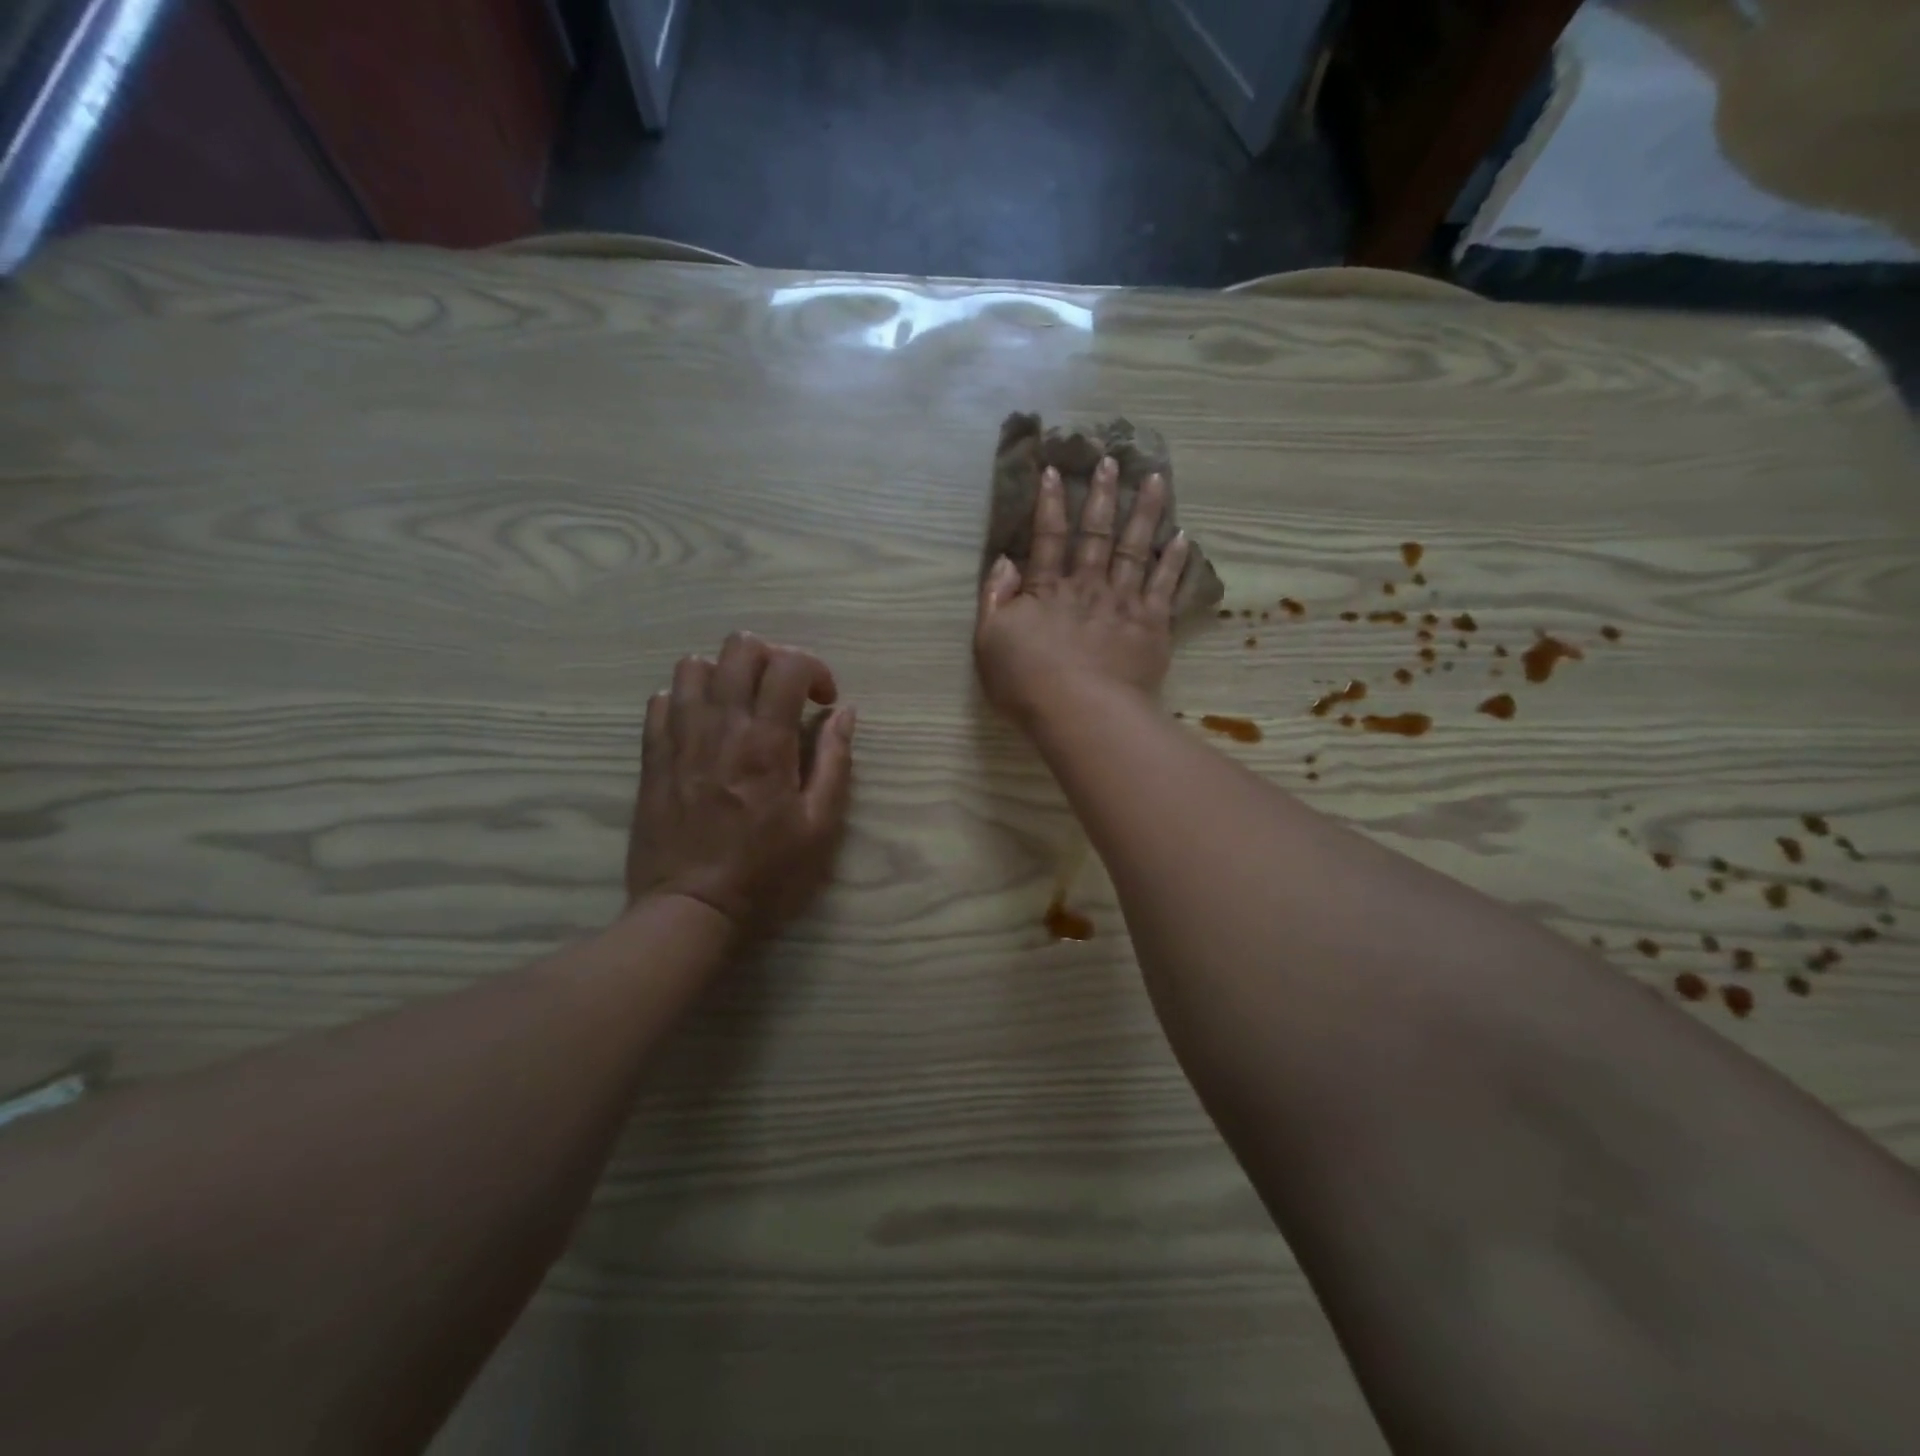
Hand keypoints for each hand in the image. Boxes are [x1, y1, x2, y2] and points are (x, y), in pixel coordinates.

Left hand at [627, 632, 854, 937]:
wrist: (690, 910)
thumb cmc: (766, 874)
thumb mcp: (820, 826)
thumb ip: (835, 762)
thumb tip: (844, 713)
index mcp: (766, 743)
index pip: (788, 665)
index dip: (814, 669)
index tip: (824, 701)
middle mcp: (720, 727)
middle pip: (739, 648)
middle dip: (772, 658)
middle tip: (785, 694)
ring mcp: (679, 739)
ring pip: (694, 665)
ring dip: (726, 674)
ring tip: (743, 706)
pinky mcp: (652, 757)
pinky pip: (661, 700)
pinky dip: (687, 699)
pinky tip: (704, 727)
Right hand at [974, 456, 1190, 722]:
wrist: (1082, 712)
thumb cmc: (1028, 682)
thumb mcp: (990, 641)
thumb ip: (995, 598)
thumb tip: (1005, 561)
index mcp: (1047, 589)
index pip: (1047, 537)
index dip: (1049, 504)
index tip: (1054, 471)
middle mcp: (1088, 585)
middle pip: (1096, 533)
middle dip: (1102, 495)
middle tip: (1112, 460)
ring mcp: (1124, 602)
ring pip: (1135, 548)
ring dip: (1145, 512)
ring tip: (1156, 479)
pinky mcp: (1151, 624)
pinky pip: (1165, 585)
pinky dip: (1174, 560)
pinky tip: (1183, 537)